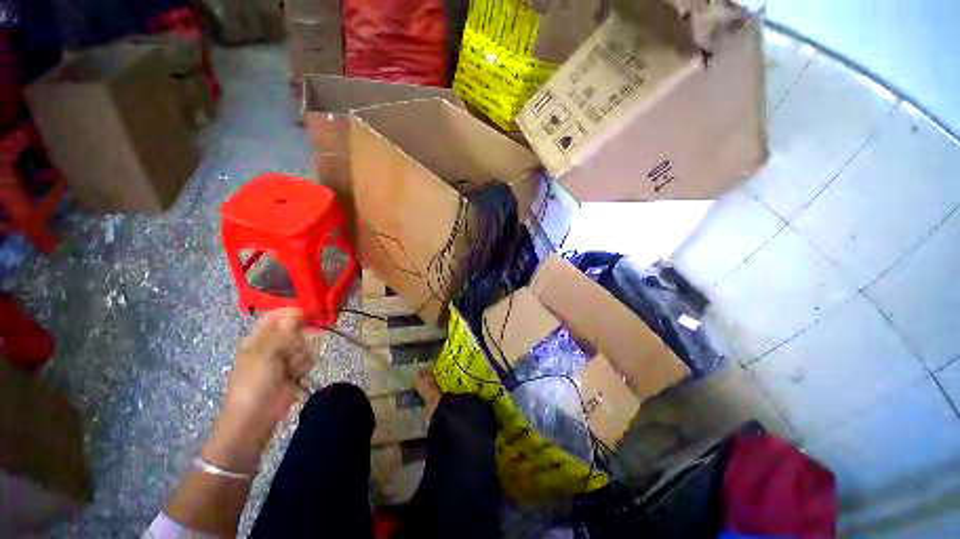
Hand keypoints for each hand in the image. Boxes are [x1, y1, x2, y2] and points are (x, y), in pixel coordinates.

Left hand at [203, 308, 313, 472]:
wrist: (257, 416)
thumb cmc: (254, 382)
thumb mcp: (265, 352)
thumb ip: (284, 330)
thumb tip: (297, 311)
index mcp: (258, 338)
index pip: (277, 316)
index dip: (292, 313)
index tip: (307, 315)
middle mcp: (273, 345)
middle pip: (296, 330)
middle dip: (297, 339)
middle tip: (291, 351)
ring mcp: (284, 358)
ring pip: (305, 344)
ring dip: (300, 355)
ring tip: (289, 369)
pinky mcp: (295, 369)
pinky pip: (308, 358)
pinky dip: (303, 366)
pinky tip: (295, 376)